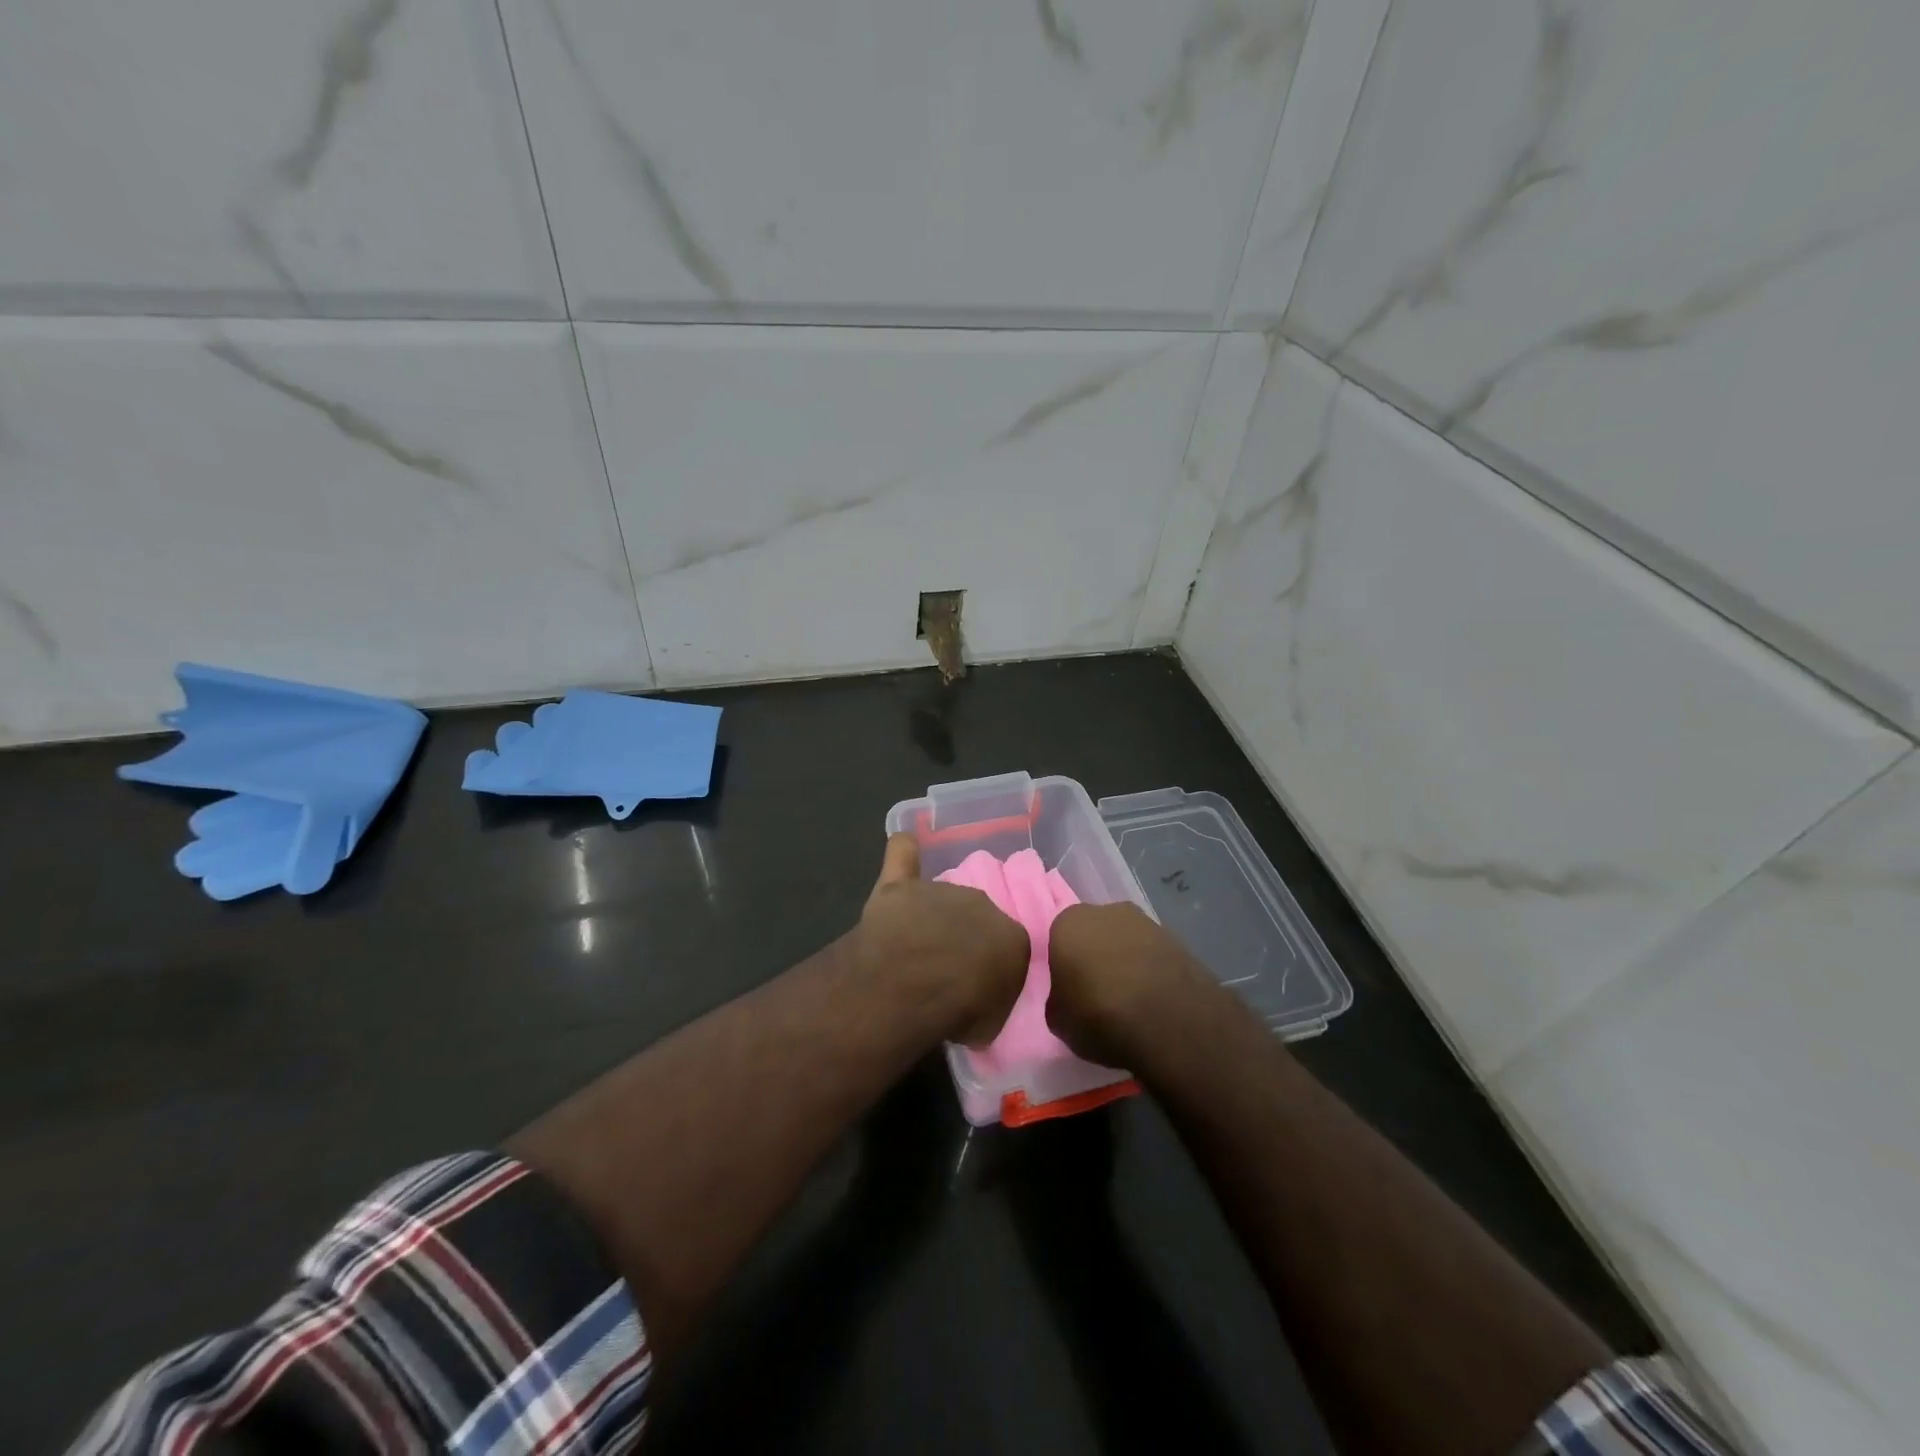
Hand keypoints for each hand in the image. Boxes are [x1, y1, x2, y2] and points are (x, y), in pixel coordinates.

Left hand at [854, 834, 1028, 1045]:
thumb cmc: (961, 1009)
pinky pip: (902, 855)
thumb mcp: (994, 1020)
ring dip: (930, 917)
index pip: (1006, 947)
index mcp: (1011, 934)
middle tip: (942, 969)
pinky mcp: (899, 886)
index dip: (989, 968)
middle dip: (961, 938)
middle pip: (972, 917)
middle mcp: (980, 902)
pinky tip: (905, 847)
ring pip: (938, 897)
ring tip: (912, 947)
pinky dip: (905, 852)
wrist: (915, 984)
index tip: (975, 988)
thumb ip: (993, 997)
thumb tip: (984, 996)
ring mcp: (937, 890)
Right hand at [1047, 901, 1214, 1066]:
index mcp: (1068, 923)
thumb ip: (1058, 1000)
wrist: (1170, 1023)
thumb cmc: (1100, 1016)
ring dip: (1125, 962)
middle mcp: (1105, 912)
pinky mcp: (1176, 938)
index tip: (1071, 992)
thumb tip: (1067, 999)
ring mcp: (1145, 922)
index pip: (1057, 940)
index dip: (1064, 967)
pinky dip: (1150, 971)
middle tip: (1098, 994)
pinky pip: (1152, 955)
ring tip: (1130, 1001)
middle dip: (1095, 957)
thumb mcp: (1058, 1022)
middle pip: (1093, 934)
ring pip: (1125, 942)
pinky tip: (1154, 1000)